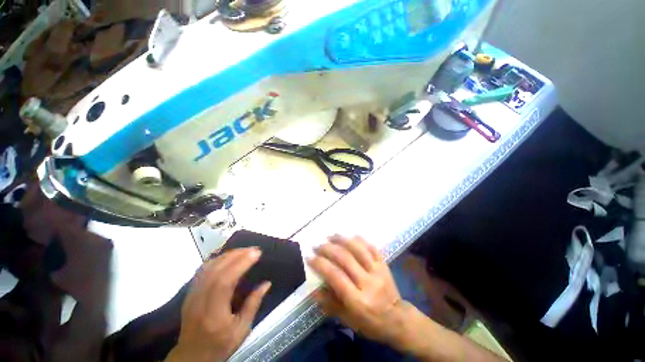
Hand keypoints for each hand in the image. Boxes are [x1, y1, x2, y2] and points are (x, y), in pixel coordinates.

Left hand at [166, 248, 270, 361]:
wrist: (191, 356)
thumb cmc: (219, 345)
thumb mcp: (241, 330)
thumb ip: (253, 305)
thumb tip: (267, 283)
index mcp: (213, 313)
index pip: (224, 281)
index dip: (241, 264)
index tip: (256, 253)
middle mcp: (200, 300)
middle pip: (216, 270)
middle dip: (236, 255)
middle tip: (253, 249)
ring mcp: (192, 295)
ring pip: (208, 267)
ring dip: (227, 255)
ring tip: (243, 250)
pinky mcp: (190, 292)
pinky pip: (202, 270)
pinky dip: (216, 259)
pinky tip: (227, 257)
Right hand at [307, 236, 413, 348]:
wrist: (398, 319)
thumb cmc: (370, 323)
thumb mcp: (348, 320)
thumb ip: (330, 304)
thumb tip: (313, 291)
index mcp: (358, 300)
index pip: (335, 276)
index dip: (320, 264)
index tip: (309, 257)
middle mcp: (368, 282)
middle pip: (345, 259)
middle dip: (328, 249)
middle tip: (317, 245)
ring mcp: (378, 271)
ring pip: (358, 249)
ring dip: (342, 240)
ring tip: (331, 236)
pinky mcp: (384, 264)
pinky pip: (372, 247)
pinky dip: (360, 240)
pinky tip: (351, 236)